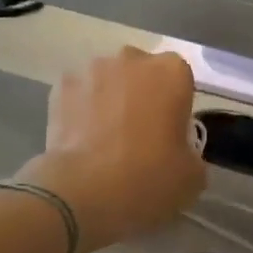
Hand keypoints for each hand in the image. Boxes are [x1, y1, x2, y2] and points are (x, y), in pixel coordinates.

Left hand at [21, 48, 204, 252]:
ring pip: (107, 79)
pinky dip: (80, 108)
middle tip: (138, 133)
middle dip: (141, 93)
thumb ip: (191, 153)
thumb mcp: (192, 177)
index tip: (170, 132)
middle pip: (141, 71)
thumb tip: (180, 153)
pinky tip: (80, 138)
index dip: (175, 104)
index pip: (180, 78)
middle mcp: (131, 59)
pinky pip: (78, 94)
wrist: (83, 192)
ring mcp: (91, 70)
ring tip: (104, 137)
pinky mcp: (60, 87)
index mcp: (171, 72)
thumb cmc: (148, 179)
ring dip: (109, 98)